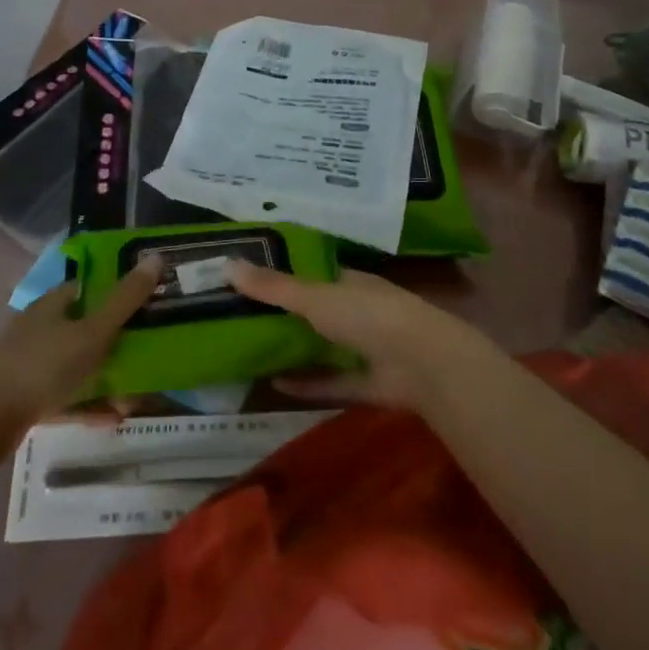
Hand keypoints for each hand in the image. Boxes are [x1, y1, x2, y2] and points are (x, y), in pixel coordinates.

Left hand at [0, 259, 160, 460]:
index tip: (151, 303)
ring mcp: (31, 363)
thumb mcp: (92, 332)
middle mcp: (41, 327)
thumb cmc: (42, 367)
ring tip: (134, 398)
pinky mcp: (26, 397)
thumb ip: (125, 299)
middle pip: (89, 326)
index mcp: (53, 303)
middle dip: (121, 342)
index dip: (121, 291)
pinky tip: (111, 418)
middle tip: (150, 355)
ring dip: (108, 378)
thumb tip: (157, 257)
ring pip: (79, 364)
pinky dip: (89, 403)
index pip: (92, 286)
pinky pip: (67, 395)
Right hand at [227, 263, 494, 410]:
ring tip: (250, 352)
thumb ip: (273, 287)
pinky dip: (307, 383)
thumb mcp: (315, 296)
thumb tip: (226, 264)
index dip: (283, 274)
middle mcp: (357, 311)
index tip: (248, 278)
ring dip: (294, 350)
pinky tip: (274, 385)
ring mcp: (365, 348)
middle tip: (238, 318)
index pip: (313, 273)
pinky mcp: (367, 383)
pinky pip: (331, 381)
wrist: (421, 363)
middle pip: (315, 311)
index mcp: (349, 282)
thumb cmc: (368, 315)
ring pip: (323, 347)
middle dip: (283, 315)